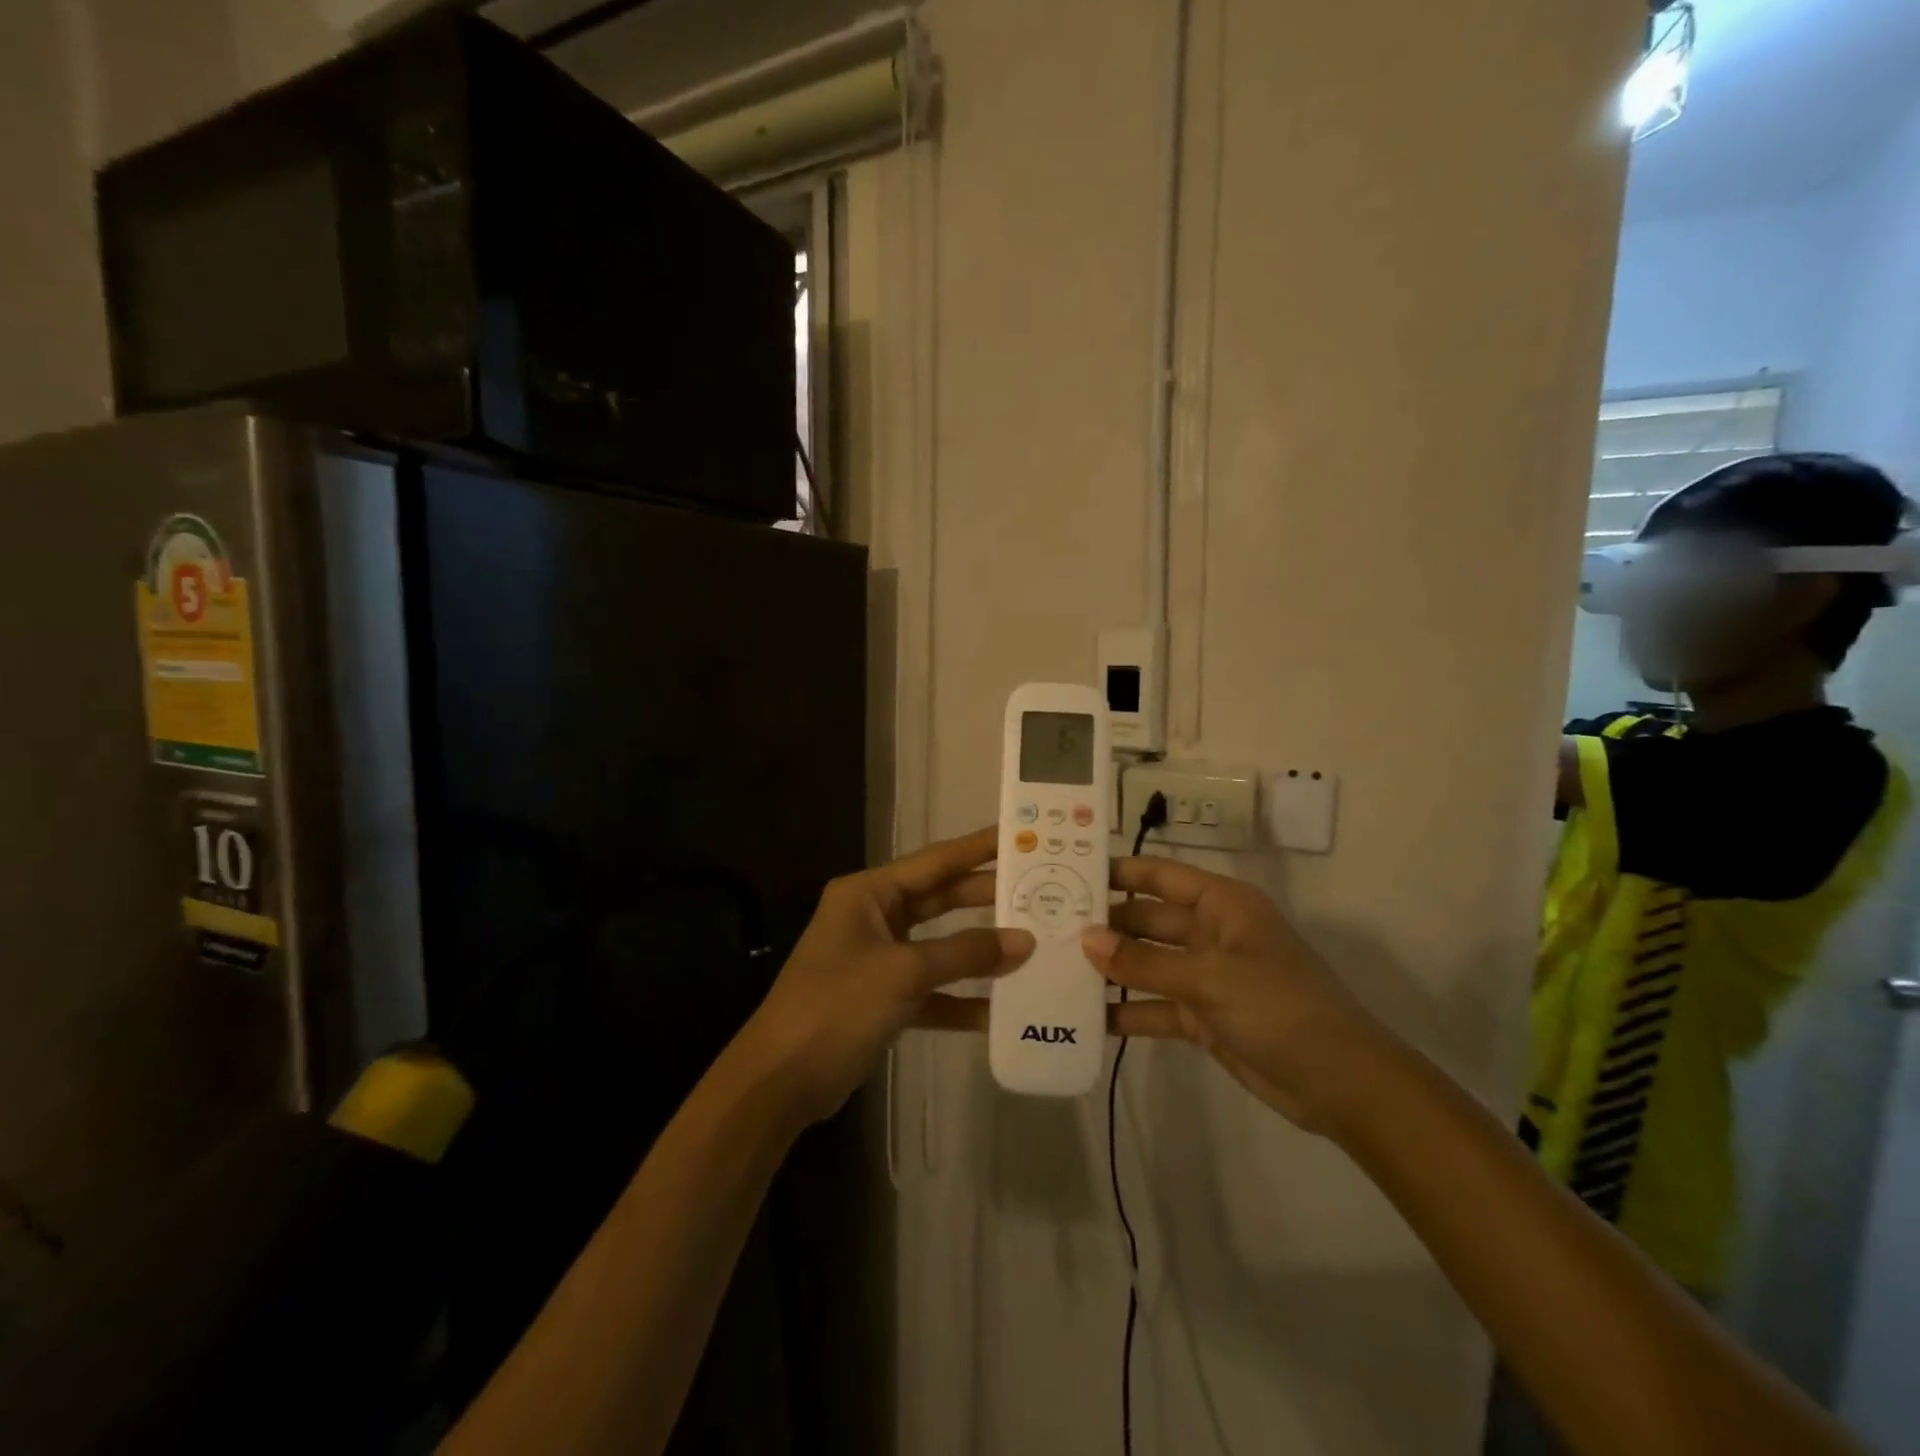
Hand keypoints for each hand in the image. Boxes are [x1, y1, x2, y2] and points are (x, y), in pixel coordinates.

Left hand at [743, 827, 1034, 1124]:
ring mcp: (877, 959)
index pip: (936, 861)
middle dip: (986, 898)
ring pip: (939, 946)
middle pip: (940, 900)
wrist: (780, 1081)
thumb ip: (965, 953)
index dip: (979, 848)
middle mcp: (873, 917)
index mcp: (869, 893)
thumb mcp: (904, 972)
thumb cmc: (836, 1006)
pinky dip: (960, 998)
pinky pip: (931, 990)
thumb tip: (1025, 941)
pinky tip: (1000, 1010)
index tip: (1021, 836)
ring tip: (1032, 944)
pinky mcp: (882, 999)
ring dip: (979, 951)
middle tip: (1040, 890)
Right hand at [1086, 857, 1389, 1133]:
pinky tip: (1086, 1018)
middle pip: (1147, 920)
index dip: (1119, 871)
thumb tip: (1086, 939)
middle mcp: (1210, 933)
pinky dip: (1127, 1012)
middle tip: (1049, 927)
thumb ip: (1144, 963)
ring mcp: (1206, 977)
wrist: (1340, 1084)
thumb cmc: (1280, 1007)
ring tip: (1056, 968)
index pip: (1161, 875)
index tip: (1069, 873)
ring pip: (1147, 964)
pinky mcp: (1203, 1017)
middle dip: (1105, 924)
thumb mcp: (1210, 979)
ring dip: (1111, 968)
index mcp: (1222, 905)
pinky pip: (1155, 1007)